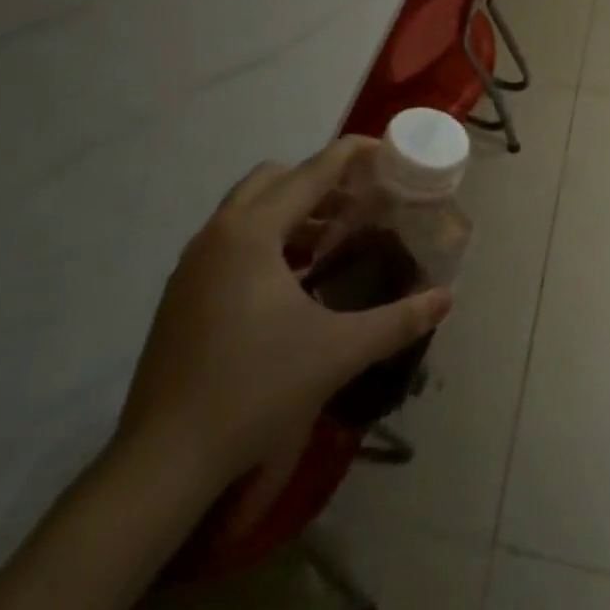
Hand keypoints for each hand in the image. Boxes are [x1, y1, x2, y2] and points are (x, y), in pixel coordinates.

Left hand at [115, 136, 451, 493]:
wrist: (164, 461)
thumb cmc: (255, 390)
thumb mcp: (338, 352)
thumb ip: (397, 321)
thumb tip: (446, 298)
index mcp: (252, 232)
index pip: (312, 172)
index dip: (350, 154)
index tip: (384, 148)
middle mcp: (218, 233)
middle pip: (275, 178)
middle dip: (320, 181)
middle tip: (358, 205)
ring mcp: (193, 262)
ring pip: (249, 208)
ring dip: (292, 211)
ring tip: (331, 241)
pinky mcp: (181, 291)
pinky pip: (231, 239)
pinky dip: (267, 239)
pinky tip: (292, 281)